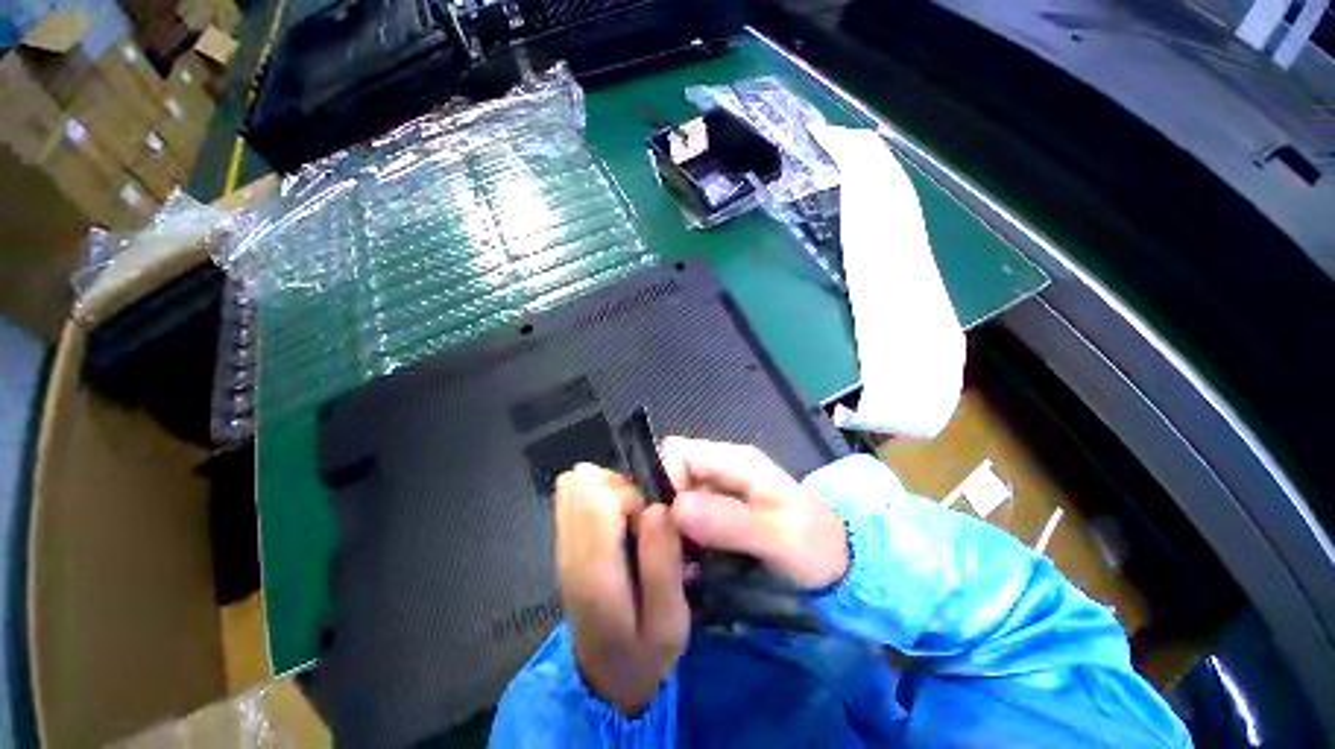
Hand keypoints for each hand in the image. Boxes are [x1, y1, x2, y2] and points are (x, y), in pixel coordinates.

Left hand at [554, 463, 688, 715]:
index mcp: (594, 572)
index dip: (630, 495)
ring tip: (630, 518)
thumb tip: (658, 508)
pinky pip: (573, 498)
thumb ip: (663, 564)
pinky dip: (599, 495)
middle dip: (620, 488)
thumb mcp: (669, 621)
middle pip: (584, 485)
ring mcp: (563, 546)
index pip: (597, 500)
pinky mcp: (565, 544)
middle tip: (640, 519)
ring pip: (577, 487)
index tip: (650, 521)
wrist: (607, 678)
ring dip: (610, 490)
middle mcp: (570, 552)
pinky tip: (617, 518)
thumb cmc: (644, 651)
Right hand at [660, 437, 847, 589]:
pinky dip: (680, 537)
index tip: (665, 525)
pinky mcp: (717, 509)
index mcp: (735, 460)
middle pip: (670, 473)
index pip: (675, 451)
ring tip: (676, 562)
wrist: (838, 562)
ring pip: (674, 496)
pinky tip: (686, 564)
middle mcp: (721, 467)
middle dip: (661, 508)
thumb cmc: (813, 546)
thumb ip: (730, 522)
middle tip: (667, 550)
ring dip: (669, 527)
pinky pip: (685, 516)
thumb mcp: (778, 538)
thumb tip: (676, 508)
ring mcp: (718, 488)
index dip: (662, 481)